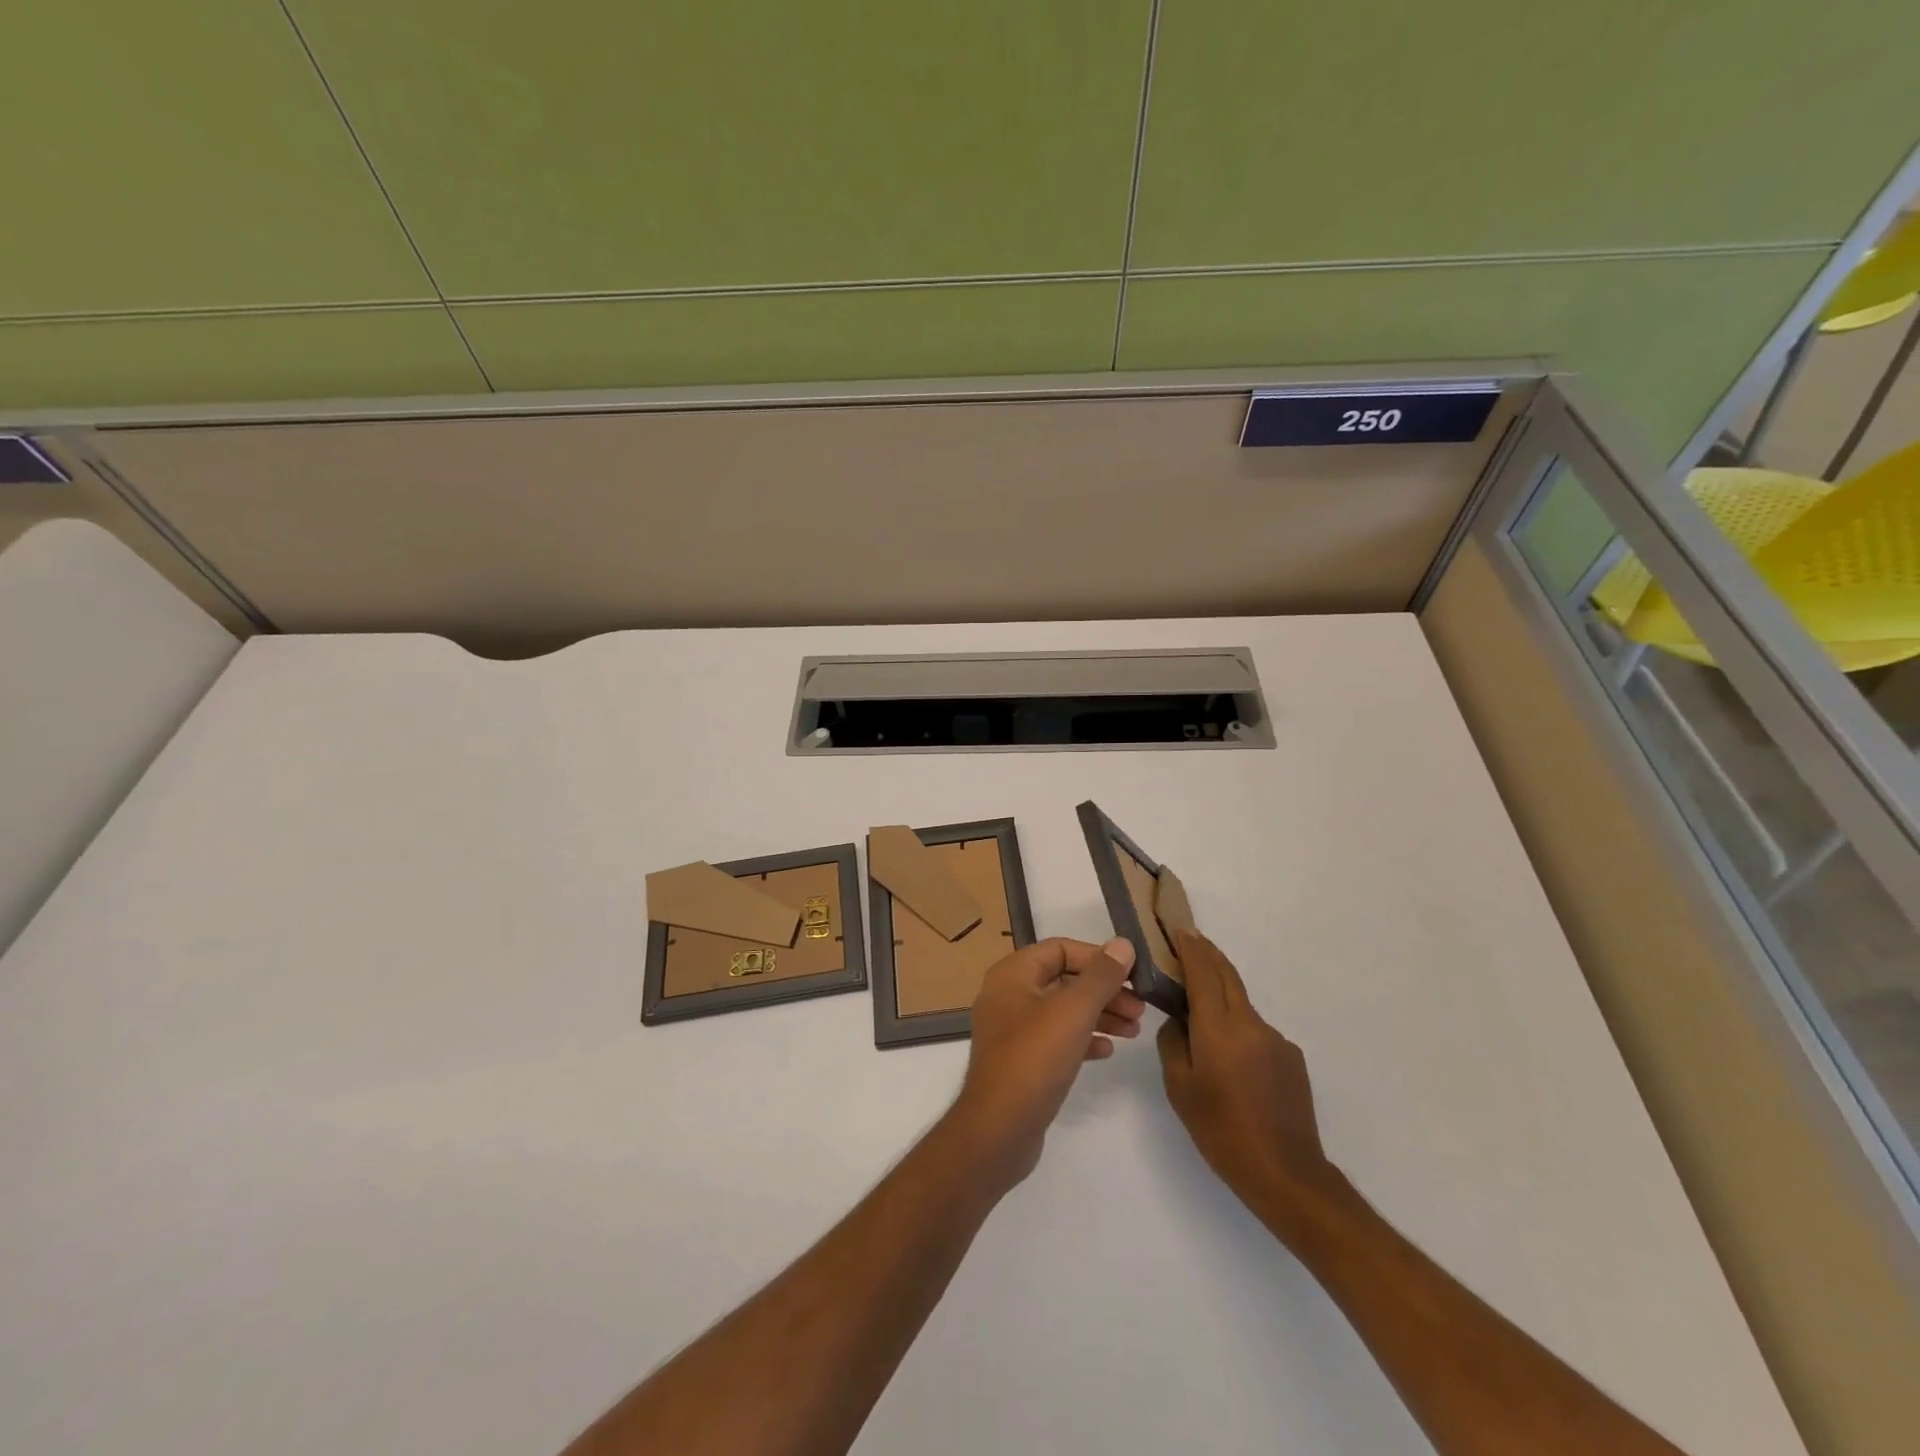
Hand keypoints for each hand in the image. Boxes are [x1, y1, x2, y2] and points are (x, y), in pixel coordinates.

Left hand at [943, 938, 1144, 1194]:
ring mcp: (1012, 1030)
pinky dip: (1083, 1039)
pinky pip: (1056, 1039)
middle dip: (1104, 990)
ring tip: (1134, 1030)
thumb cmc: (1034, 1059)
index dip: (1098, 957)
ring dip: (1099, 1015)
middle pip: (1064, 980)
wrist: (999, 1129)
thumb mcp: (1073, 1011)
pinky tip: (1107, 1052)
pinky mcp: (1020, 1061)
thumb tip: (1123, 944)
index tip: (1132, 974)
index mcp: (1013, 974)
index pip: (1060, 949)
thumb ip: (1101, 976)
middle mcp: (1009, 995)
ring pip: (1063, 1011)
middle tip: (1140, 1008)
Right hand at [1156, 929, 1338, 1240]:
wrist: (1286, 1174)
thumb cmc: (1222, 1131)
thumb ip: (1174, 1043)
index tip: (1179, 929)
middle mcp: (1251, 1024)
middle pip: (1227, 977)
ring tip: (1200, 1016)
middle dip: (1208, 955)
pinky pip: (1256, 1032)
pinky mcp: (1292, 1058)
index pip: (1203, 972)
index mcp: (1219, 1028)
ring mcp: (1276, 1040)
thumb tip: (1180, 1020)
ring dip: (1221, 997)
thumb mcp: (1180, 1088)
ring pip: (1241, 1006)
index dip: (1191, 948)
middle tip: (1188, 943)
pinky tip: (1230, 1062)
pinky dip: (1237, 1029)